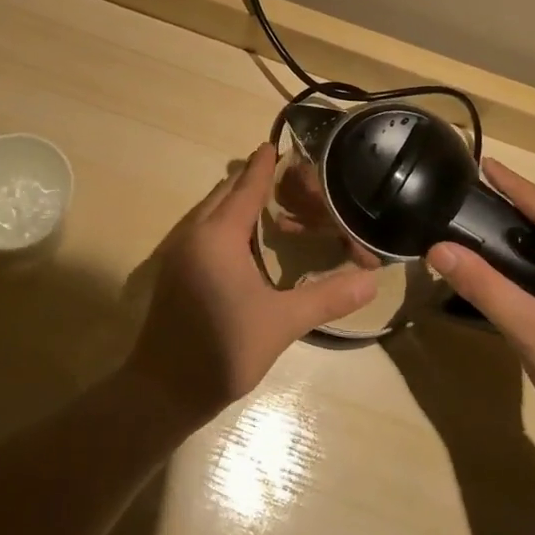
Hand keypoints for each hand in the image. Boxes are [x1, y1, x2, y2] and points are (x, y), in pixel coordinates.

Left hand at [124, 145, 378, 427]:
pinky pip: (202, 229)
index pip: (246, 188)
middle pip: (225, 193)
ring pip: (210, 210)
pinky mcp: (173, 270)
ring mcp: (179, 252)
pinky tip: (244, 242)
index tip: (275, 144)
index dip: (263, 166)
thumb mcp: (281, 323)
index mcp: (219, 236)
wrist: (162, 390)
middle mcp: (195, 234)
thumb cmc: (223, 350)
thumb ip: (327, 298)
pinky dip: (224, 221)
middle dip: (251, 180)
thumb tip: (372, 281)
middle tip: (286, 179)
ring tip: (269, 204)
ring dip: (236, 202)